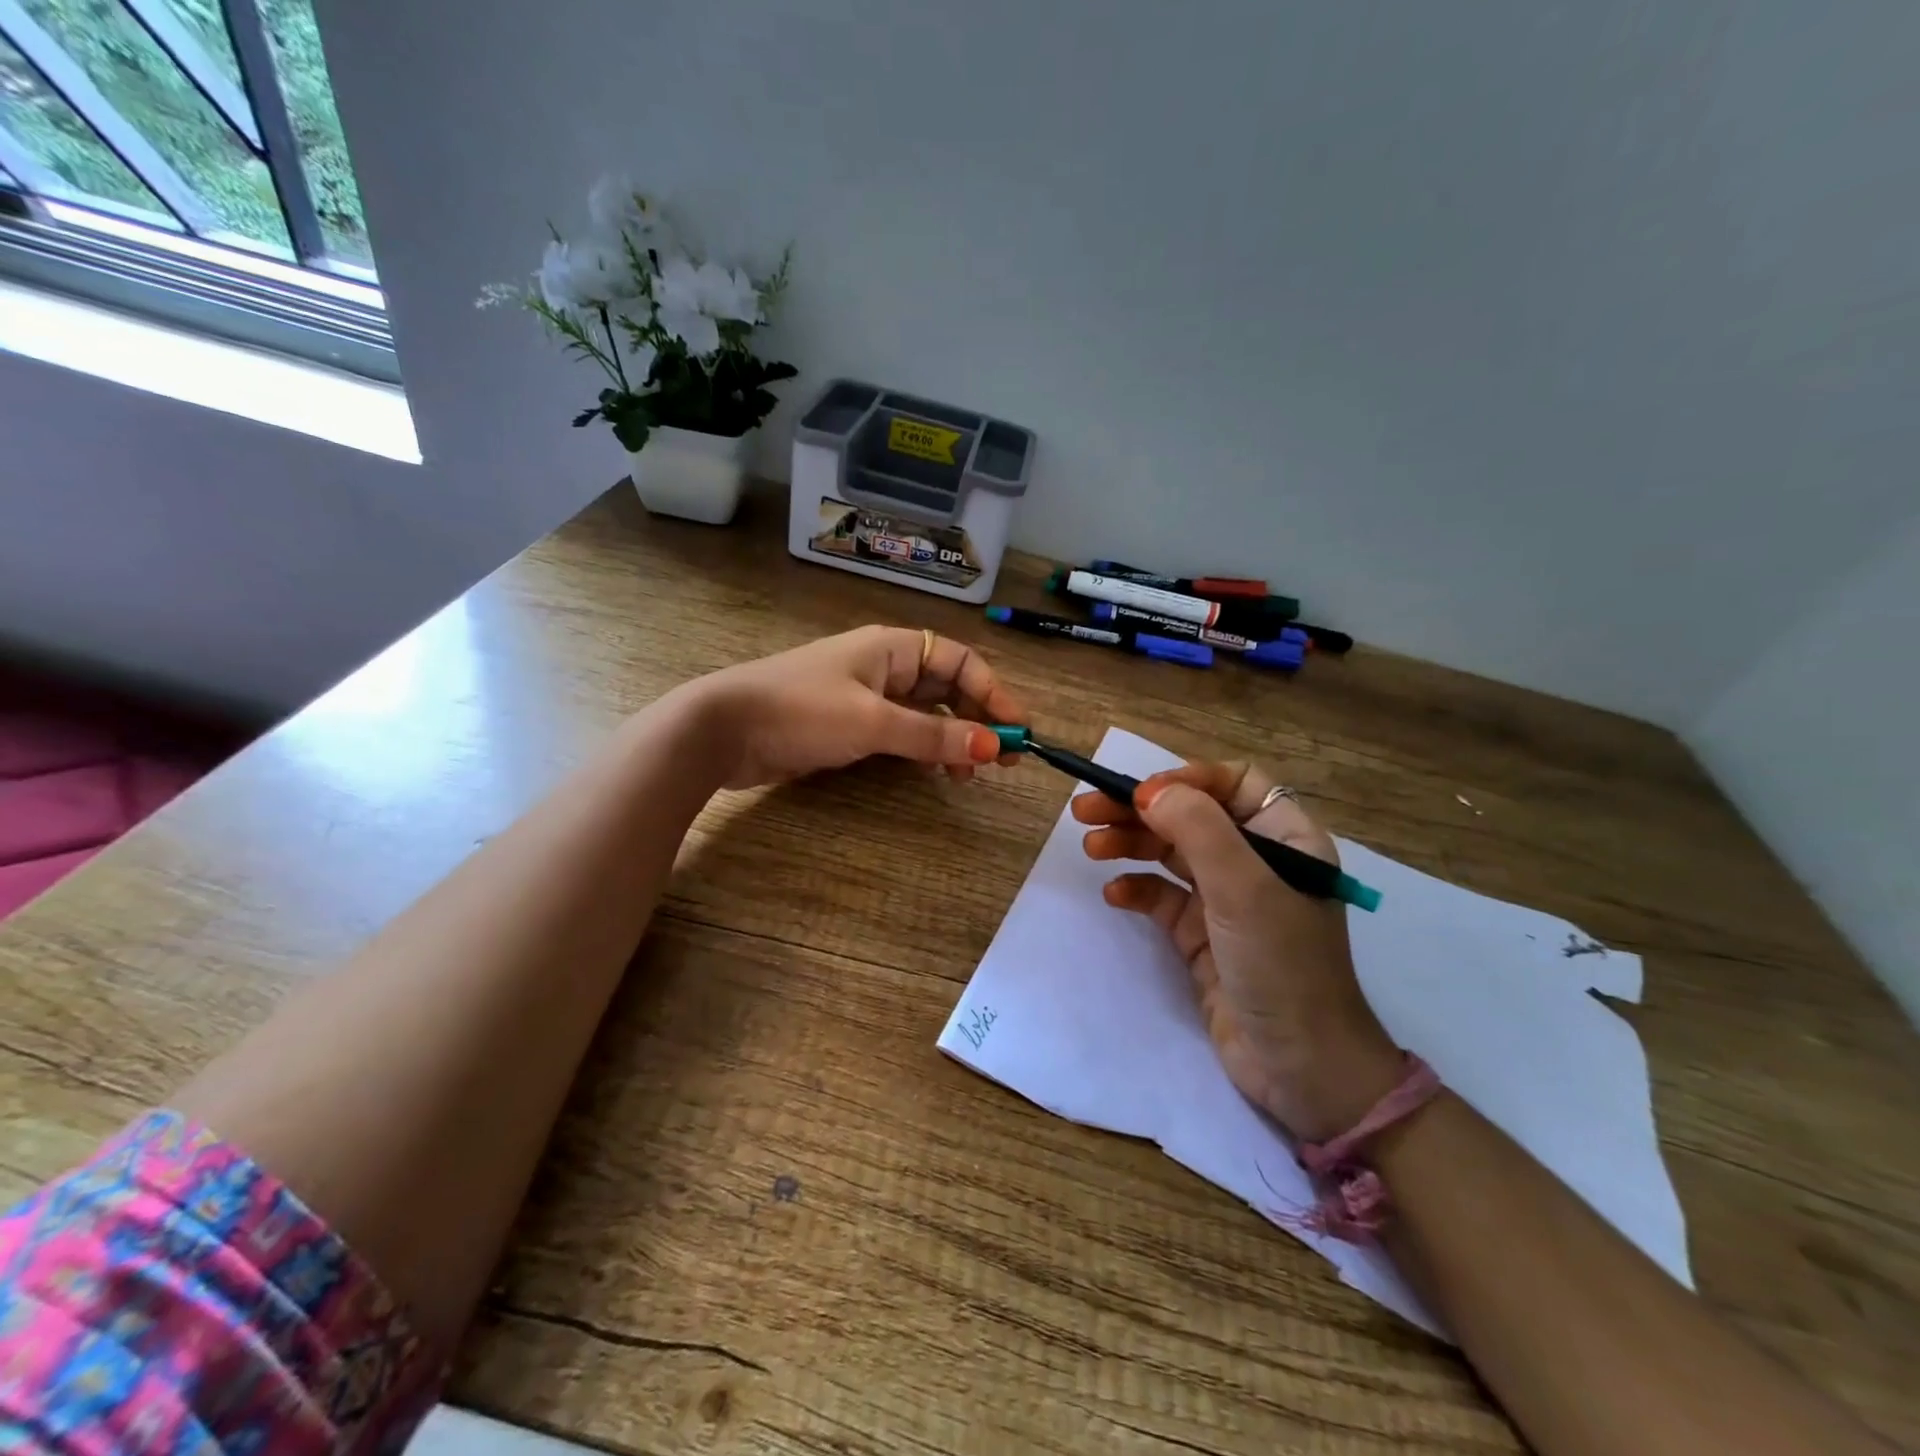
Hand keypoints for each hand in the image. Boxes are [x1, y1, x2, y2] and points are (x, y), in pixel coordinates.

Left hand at [686, 625, 1026, 789]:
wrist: (722, 729)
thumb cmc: (801, 711)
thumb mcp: (873, 722)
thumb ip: (933, 736)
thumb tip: (993, 747)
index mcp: (893, 648)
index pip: (960, 662)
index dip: (993, 692)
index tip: (1017, 730)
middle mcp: (883, 667)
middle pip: (946, 688)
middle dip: (976, 719)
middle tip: (1001, 760)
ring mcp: (865, 697)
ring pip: (924, 714)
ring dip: (951, 739)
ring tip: (968, 774)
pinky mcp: (848, 725)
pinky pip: (899, 733)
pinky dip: (922, 750)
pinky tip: (932, 772)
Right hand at [1073, 761, 1402, 1141]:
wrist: (1300, 1070)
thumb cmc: (1282, 967)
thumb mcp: (1244, 890)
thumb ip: (1199, 830)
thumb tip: (1148, 791)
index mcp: (1286, 839)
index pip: (1235, 784)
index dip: (1187, 780)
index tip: (1141, 794)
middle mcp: (1258, 862)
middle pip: (1192, 816)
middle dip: (1141, 810)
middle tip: (1087, 809)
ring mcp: (1228, 901)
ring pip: (1172, 854)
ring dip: (1131, 844)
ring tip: (1091, 846)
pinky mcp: (1203, 937)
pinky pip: (1163, 899)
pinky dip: (1137, 890)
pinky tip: (1115, 896)